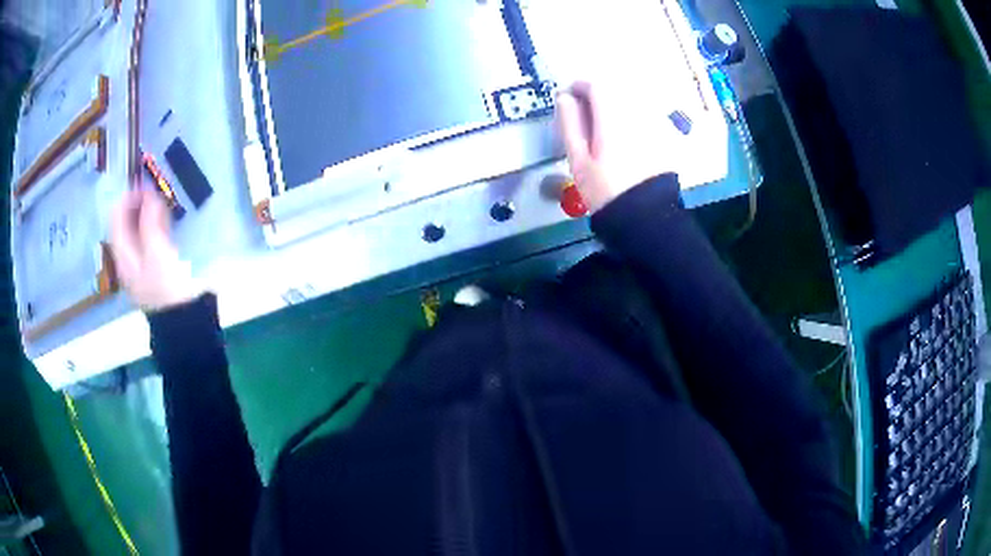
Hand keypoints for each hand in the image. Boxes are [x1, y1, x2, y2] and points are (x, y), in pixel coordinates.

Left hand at [110, 190, 201, 311]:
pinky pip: (147, 237)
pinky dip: (154, 224)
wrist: (183, 319)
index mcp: (123, 255)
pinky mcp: (152, 264)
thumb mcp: (157, 253)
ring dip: (147, 212)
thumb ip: (150, 222)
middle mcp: (127, 256)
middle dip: (138, 203)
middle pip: (125, 221)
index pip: (115, 218)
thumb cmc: (168, 286)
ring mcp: (139, 261)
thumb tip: (149, 194)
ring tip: (163, 203)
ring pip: (137, 228)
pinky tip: (165, 220)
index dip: (127, 197)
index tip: (145, 185)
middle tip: (156, 193)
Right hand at [555, 82, 677, 211]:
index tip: (568, 99)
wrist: (645, 217)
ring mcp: (653, 125)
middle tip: (583, 118)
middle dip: (596, 97)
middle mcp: (636, 115)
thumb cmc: (605, 190)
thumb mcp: (579, 160)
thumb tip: (564, 97)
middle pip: (614, 91)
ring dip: (613, 107)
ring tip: (602, 131)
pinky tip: (623, 141)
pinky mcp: (663, 137)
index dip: (578, 87)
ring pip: (629, 102)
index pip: (596, 85)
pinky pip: (643, 116)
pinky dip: (629, 119)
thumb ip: (570, 124)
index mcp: (613, 118)